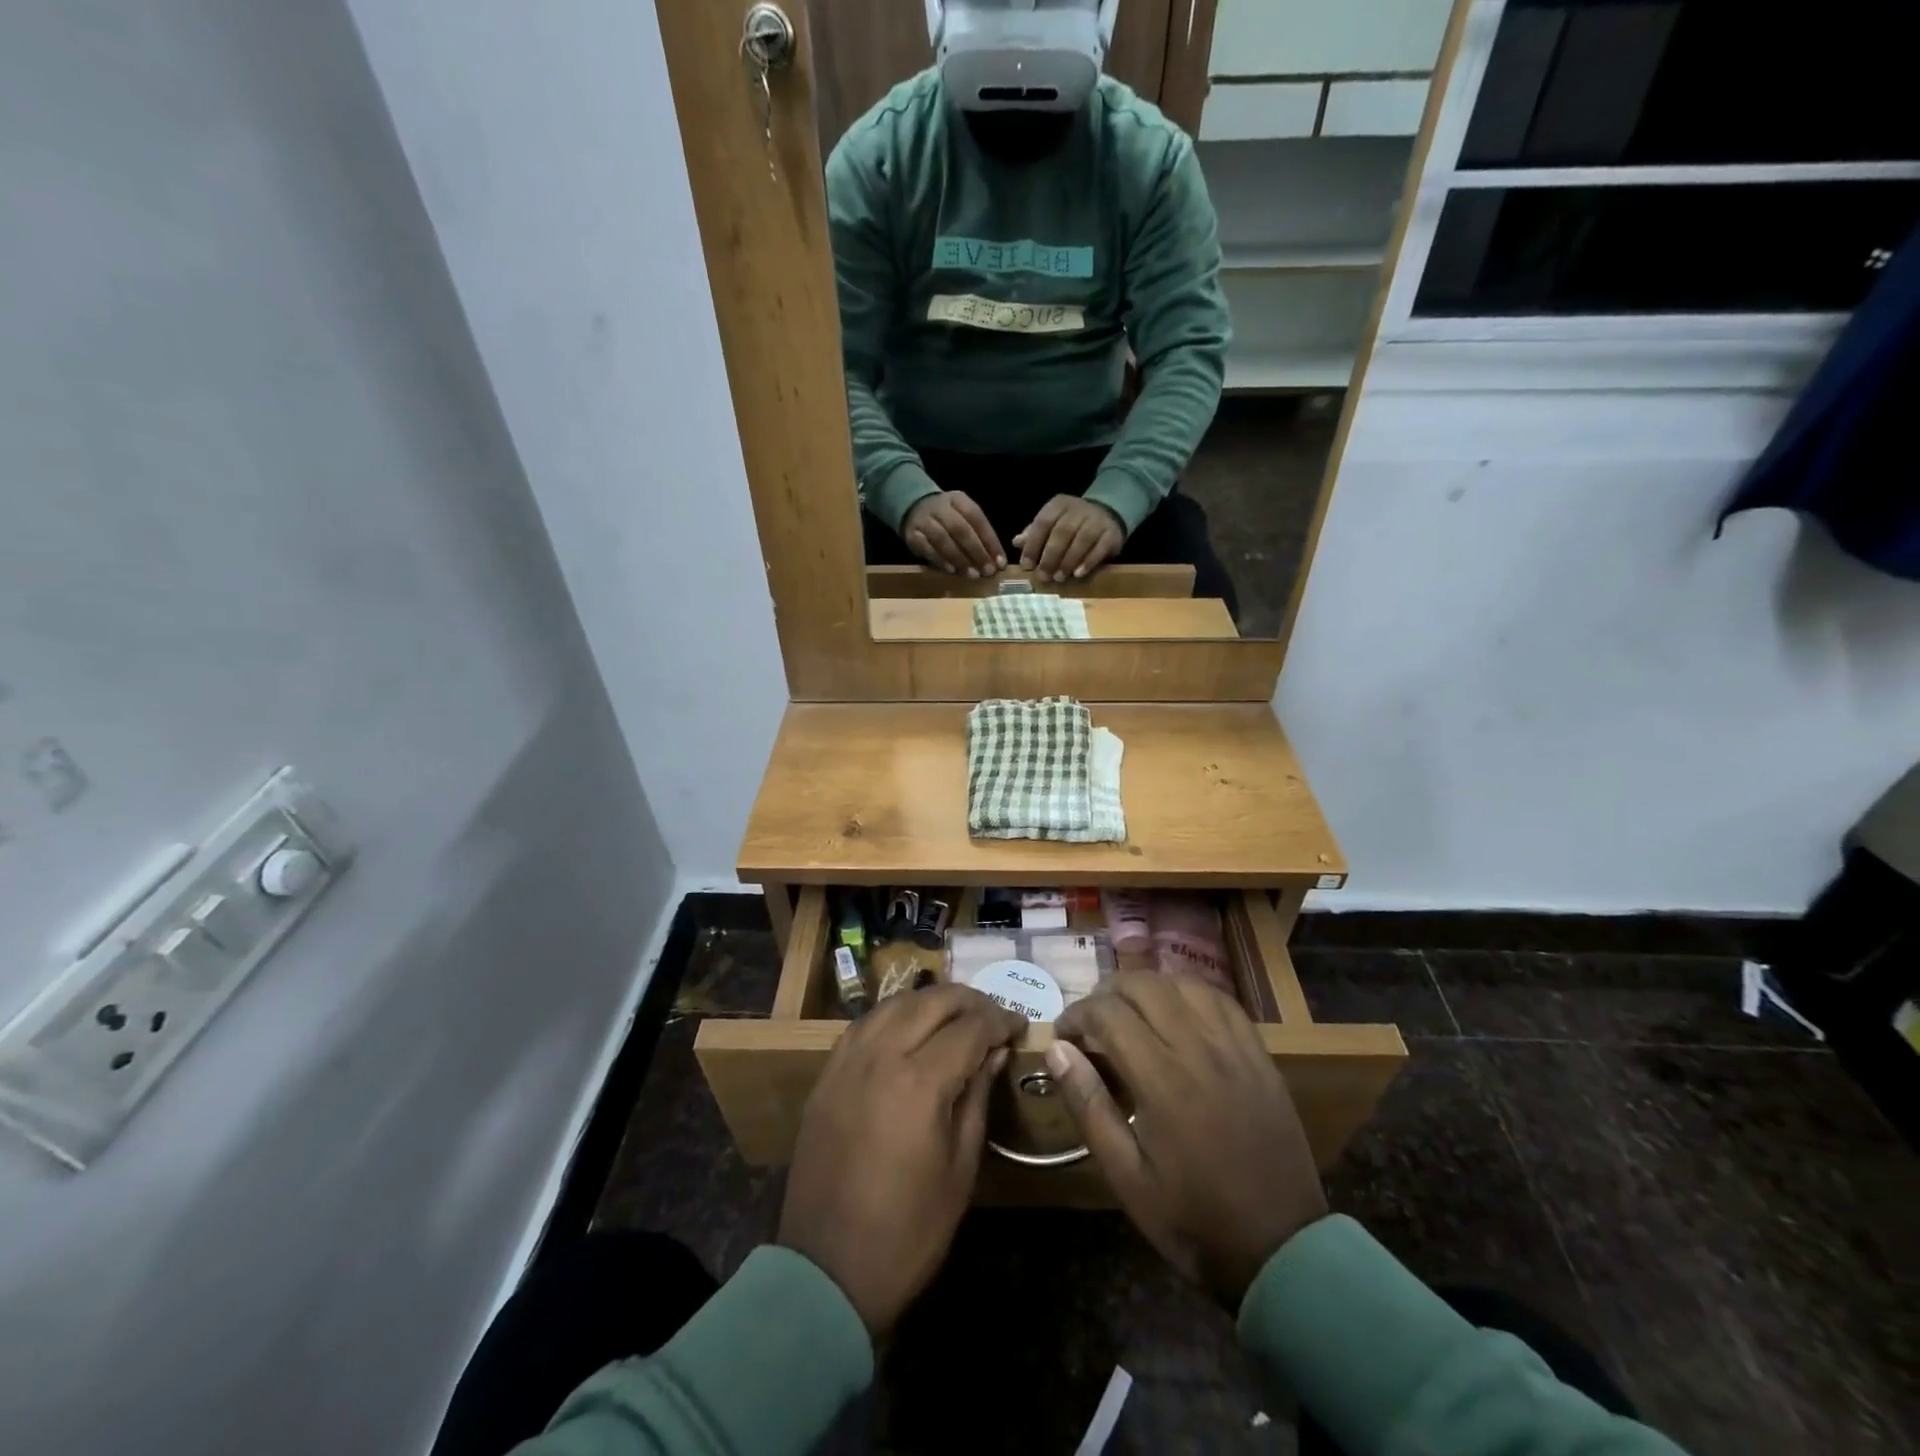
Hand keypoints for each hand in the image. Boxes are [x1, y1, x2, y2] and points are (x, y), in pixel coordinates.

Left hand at [779, 984, 1026, 1334]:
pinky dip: (895, 1014)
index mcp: (920, 1082)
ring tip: (957, 1015)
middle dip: (970, 1000)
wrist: (826, 1271)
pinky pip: (865, 1023)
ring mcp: (847, 1061)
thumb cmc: (909, 1231)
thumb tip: (994, 1051)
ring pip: (895, 1002)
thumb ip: (977, 1096)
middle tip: (994, 1015)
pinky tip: (910, 1028)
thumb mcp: (961, 1168)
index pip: (970, 1027)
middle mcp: (881, 1056)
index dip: (1001, 1020)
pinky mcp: (827, 1074)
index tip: (1019, 1026)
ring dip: (931, 1001)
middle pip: (932, 1001)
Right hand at [902, 492, 1005, 576]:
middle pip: (960, 529)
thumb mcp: (964, 516)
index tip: (1000, 562)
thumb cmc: (947, 518)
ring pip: (943, 539)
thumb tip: (996, 561)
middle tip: (987, 571)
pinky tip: (952, 570)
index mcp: (958, 500)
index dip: (990, 541)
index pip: (977, 518)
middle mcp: (940, 507)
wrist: (913, 507)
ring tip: (972, 574)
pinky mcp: (912, 535)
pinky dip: (940, 560)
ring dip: (960, 558)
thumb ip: (979, 534)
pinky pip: (927, 548)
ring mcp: (924, 520)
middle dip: (977, 552)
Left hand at [1013, 495, 1124, 581]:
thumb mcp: (1051, 523)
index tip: (1027, 565)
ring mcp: (1097, 520)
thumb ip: (1034, 533)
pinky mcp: (1111, 533)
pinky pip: (1099, 548)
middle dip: (1050, 556)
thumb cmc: (1071, 523)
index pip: (1043, 523)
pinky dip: (1088, 562)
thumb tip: (1016, 542)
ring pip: (1081, 540)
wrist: (1107, 513)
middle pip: (1062, 532)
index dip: (1033, 545)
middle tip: (1043, 576)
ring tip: (1059, 577)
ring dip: (1068, 561)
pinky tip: (1078, 574)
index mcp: (1059, 505)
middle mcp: (1078, 510)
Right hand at [1048, 973, 1327, 1307]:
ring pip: (1182, 984)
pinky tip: (1176, 1008)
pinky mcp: (1258, 1054)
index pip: (1108, 1013)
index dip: (1077, 1014)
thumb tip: (1056, 1050)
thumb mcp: (1126, 1177)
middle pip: (1143, 986)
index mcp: (1162, 1081)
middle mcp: (1198, 1050)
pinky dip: (1189, 992)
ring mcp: (1233, 1048)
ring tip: (1129, 1010)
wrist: (1281, 1250)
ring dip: (1147, 987)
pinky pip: (1221, 1000)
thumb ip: (1089, 1106)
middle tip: (1090, 1020)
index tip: (1063, 1034)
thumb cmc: (1193, 1219)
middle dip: (1106, 992)